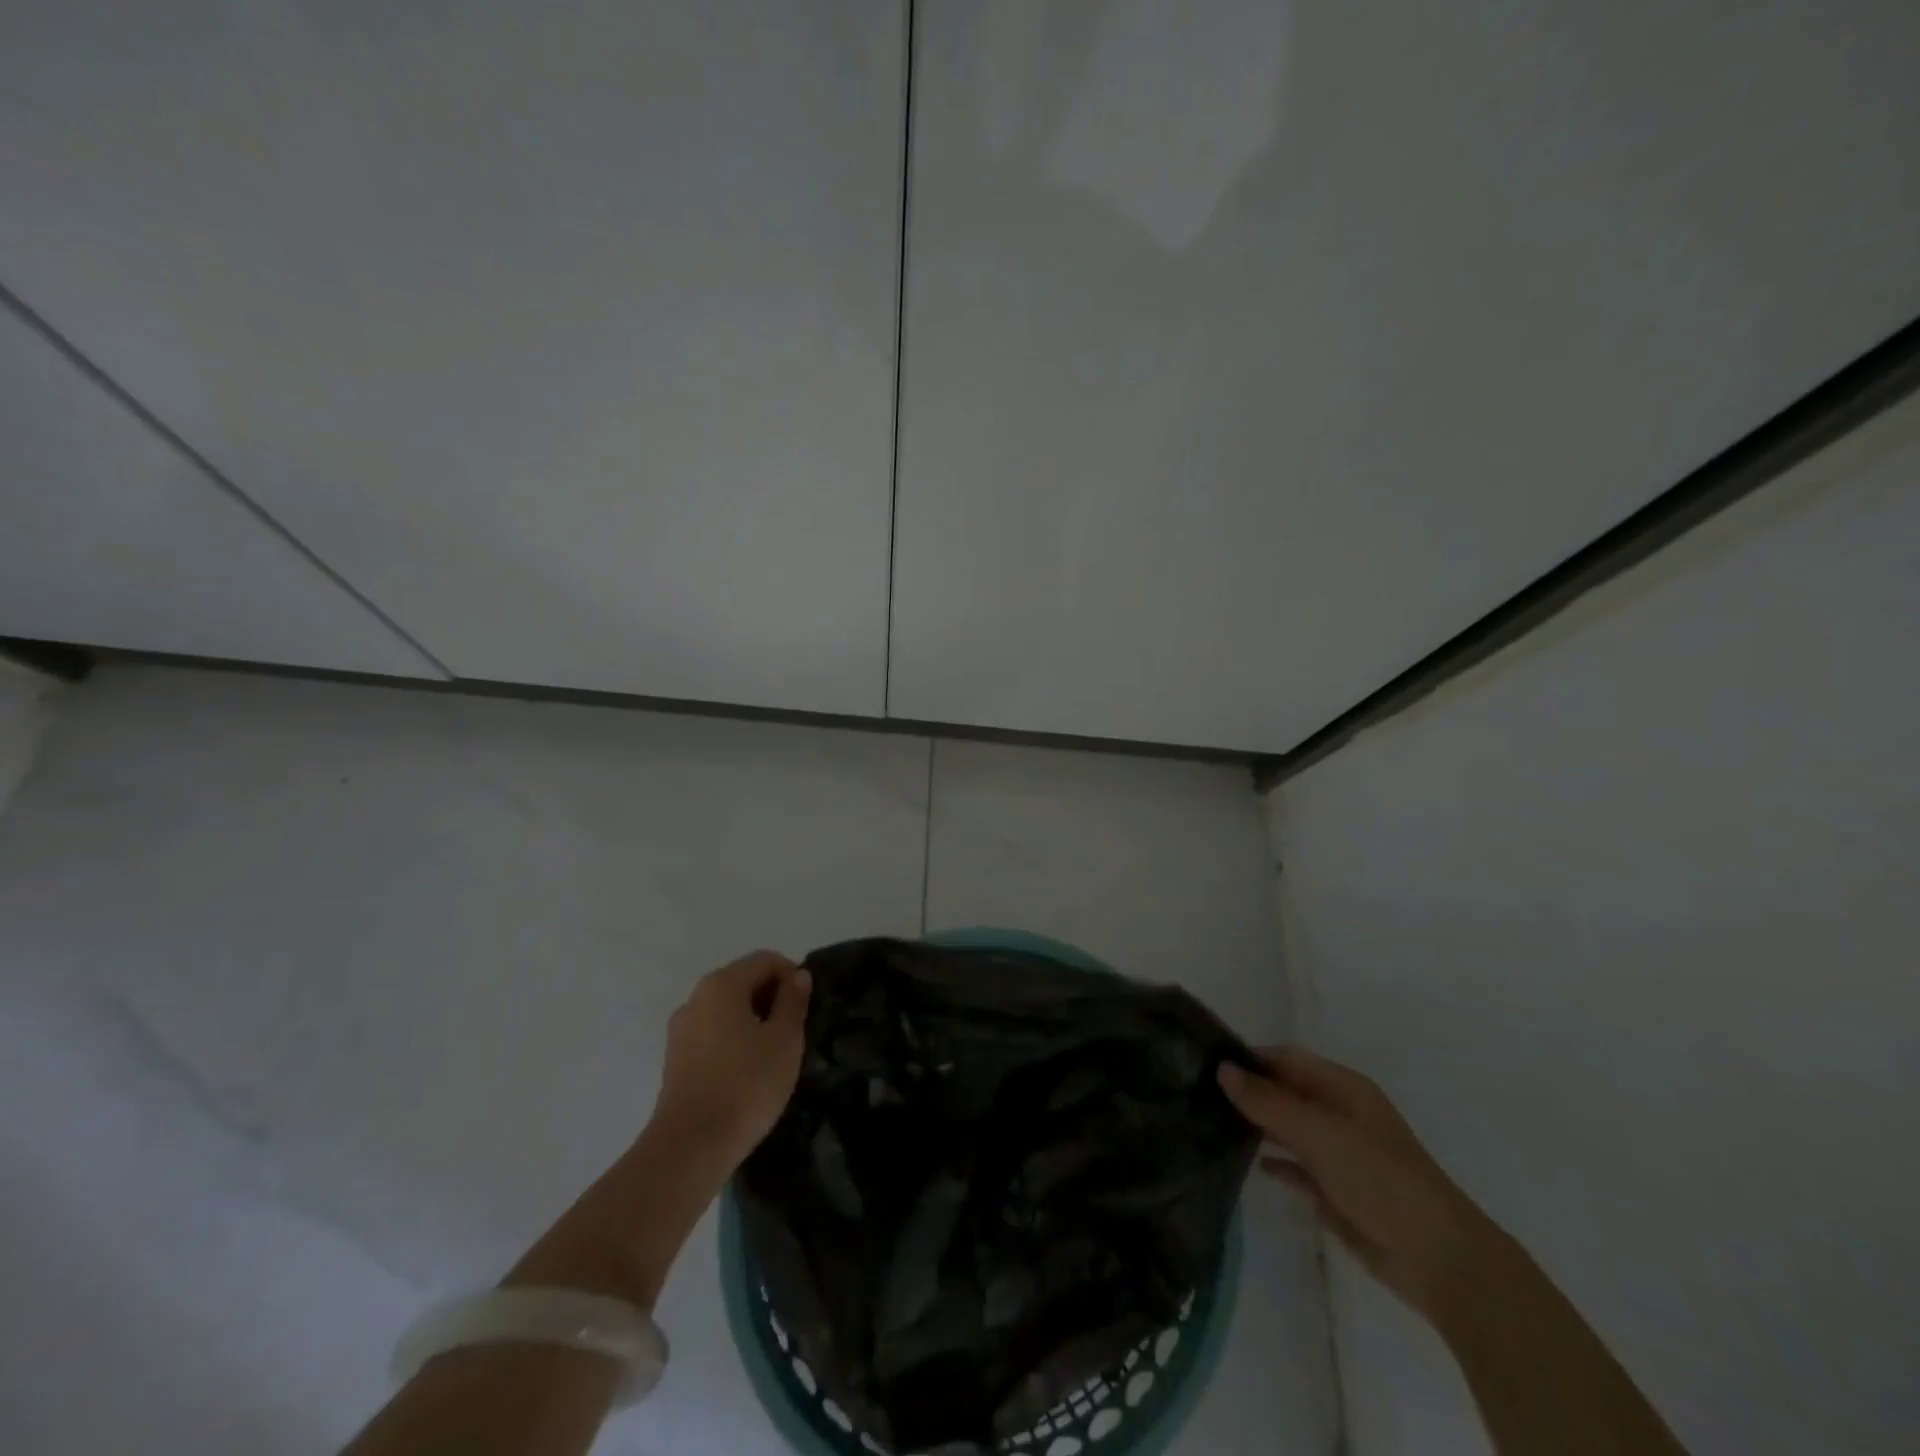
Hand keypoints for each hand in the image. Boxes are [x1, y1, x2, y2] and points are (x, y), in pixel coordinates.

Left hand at [651, 950, 811, 1172]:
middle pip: (744, 981)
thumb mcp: (785, 1039)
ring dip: (754, 1021)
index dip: (793, 976)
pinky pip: (713, 1033)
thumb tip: (797, 976)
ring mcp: (681, 1029)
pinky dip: (734, 1040)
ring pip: (728, 1010)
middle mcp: (696, 997)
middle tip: (796, 1032)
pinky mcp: (675, 1059)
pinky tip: (748, 1071)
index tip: (808, 1008)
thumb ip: (793, 1001)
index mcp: (722, 984)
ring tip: (774, 1054)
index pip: (766, 960)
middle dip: (773, 998)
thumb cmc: (746, 1084)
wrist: (691, 1147)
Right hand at [1219, 1047, 1496, 1318]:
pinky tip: (1245, 1164)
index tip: (1203, 1061)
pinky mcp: (1334, 1190)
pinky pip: (1295, 1167)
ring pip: (1286, 1128)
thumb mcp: (1318, 1131)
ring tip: (1208, 1122)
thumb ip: (1267, 1101)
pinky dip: (1273, 1162)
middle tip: (1197, 1092)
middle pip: (1284, 1092)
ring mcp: (1337, 1153)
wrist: (1436, 1257)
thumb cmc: (1378, 1176)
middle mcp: (1337, 1113)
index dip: (1248, 1057)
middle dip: (1247, 1091)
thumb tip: (1222, 1069)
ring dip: (1255, 1125)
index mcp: (1341, 1087)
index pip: (1285, 1058)